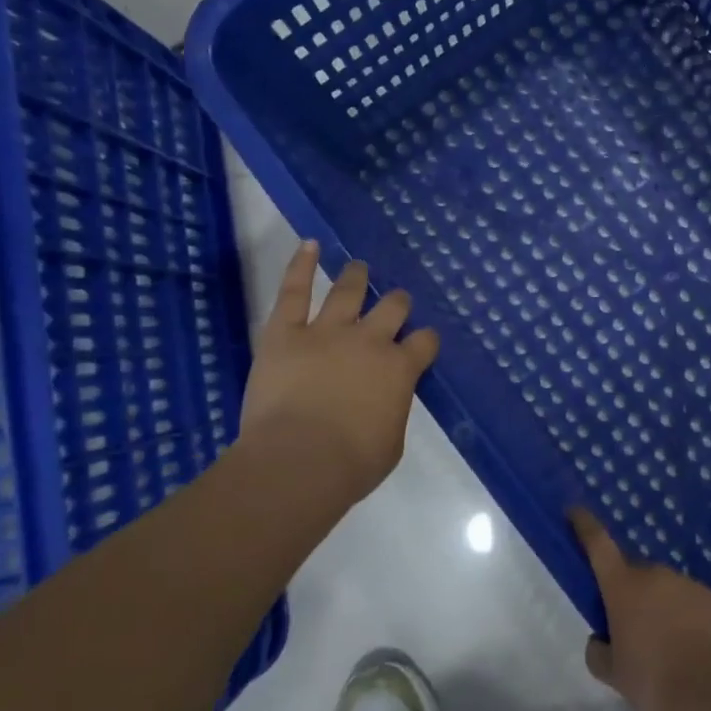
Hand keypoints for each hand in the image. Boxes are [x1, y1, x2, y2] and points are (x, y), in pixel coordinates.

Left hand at [235, 241, 439, 505]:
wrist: (297, 463)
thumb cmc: (350, 465)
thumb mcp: (391, 443)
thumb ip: (393, 410)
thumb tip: (387, 400)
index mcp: (400, 369)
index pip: (424, 341)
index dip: (425, 340)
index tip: (421, 344)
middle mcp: (370, 340)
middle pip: (393, 306)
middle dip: (397, 303)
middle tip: (394, 304)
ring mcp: (327, 331)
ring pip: (348, 290)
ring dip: (356, 276)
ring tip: (358, 267)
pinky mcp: (286, 333)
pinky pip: (294, 291)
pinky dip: (301, 266)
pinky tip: (309, 245)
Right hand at [570, 508, 710, 710]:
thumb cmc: (653, 681)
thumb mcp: (613, 674)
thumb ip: (599, 652)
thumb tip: (601, 640)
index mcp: (624, 586)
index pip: (598, 544)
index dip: (585, 525)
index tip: (576, 511)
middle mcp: (658, 575)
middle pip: (638, 575)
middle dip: (633, 595)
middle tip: (635, 630)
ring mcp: (693, 585)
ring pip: (672, 592)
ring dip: (667, 611)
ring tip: (672, 652)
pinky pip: (701, 609)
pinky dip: (696, 624)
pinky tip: (700, 655)